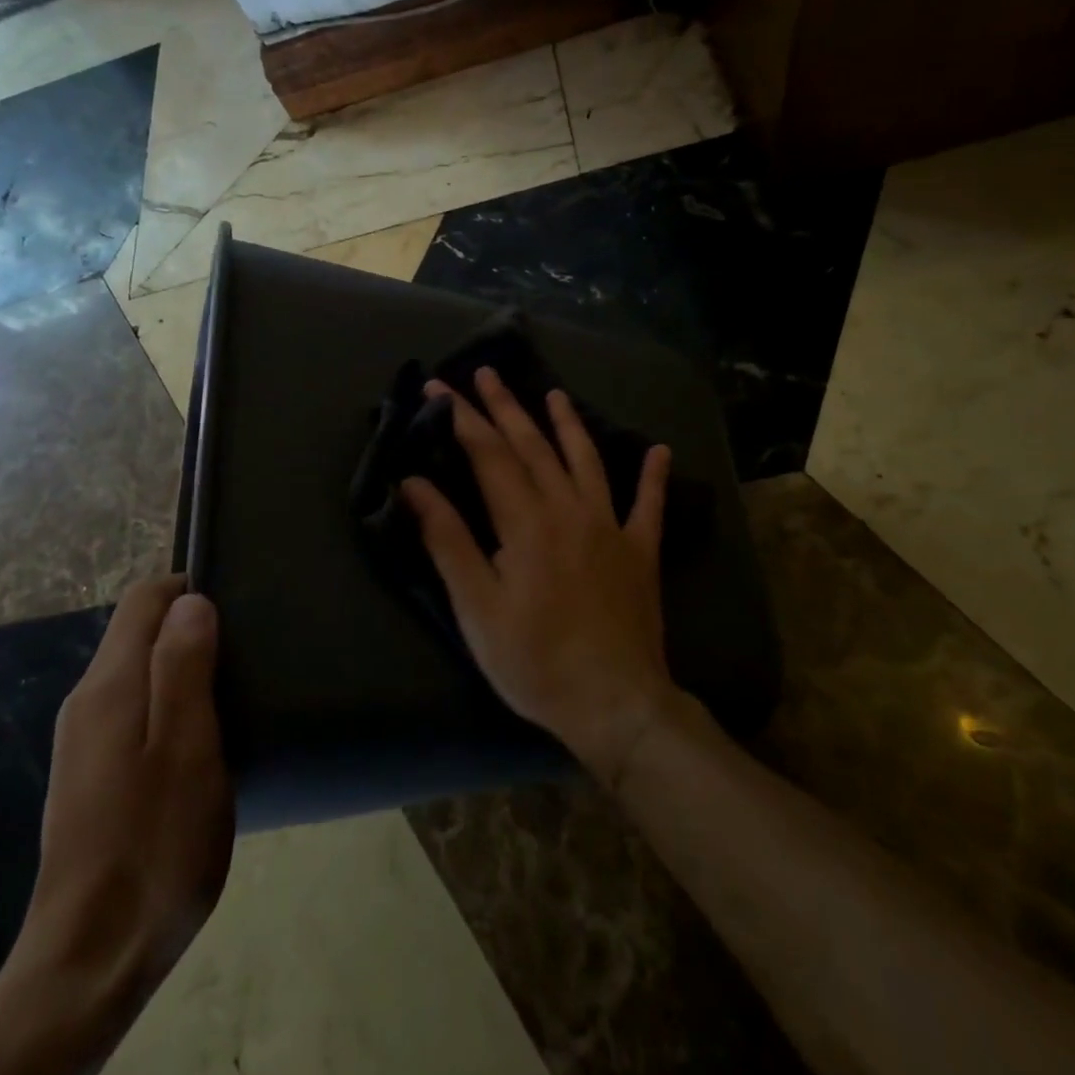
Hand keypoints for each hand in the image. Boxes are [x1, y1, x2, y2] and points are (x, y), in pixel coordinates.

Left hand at [0, 576, 233, 1063]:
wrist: (92, 961)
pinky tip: (206, 738)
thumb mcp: (186, 748)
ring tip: (238, 690)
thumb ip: (183, 667)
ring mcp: (85, 742)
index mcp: (109, 686)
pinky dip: (172, 703)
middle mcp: (87, 702)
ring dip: (185, 667)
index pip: (144, 599)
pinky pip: (136, 710)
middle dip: (192, 626)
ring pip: (139, 672)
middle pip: (139, 632)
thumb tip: (190, 600)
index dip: (190, 587)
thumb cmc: (154, 845)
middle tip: (249, 651)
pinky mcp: (92, 775)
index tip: (239, 607)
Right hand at [400, 367, 684, 785]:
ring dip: (568, 424)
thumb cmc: (534, 661)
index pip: (487, 453)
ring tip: (555, 394)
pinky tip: (659, 451)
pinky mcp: (640, 551)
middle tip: (486, 373)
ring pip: (586, 460)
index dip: (461, 417)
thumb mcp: (476, 607)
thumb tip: (414, 484)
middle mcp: (569, 509)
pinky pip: (649, 505)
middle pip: (533, 445)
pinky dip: (653, 477)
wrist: (614, 702)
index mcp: (525, 521)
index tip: (438, 387)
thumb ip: (448, 539)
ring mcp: (611, 526)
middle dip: (505, 407)